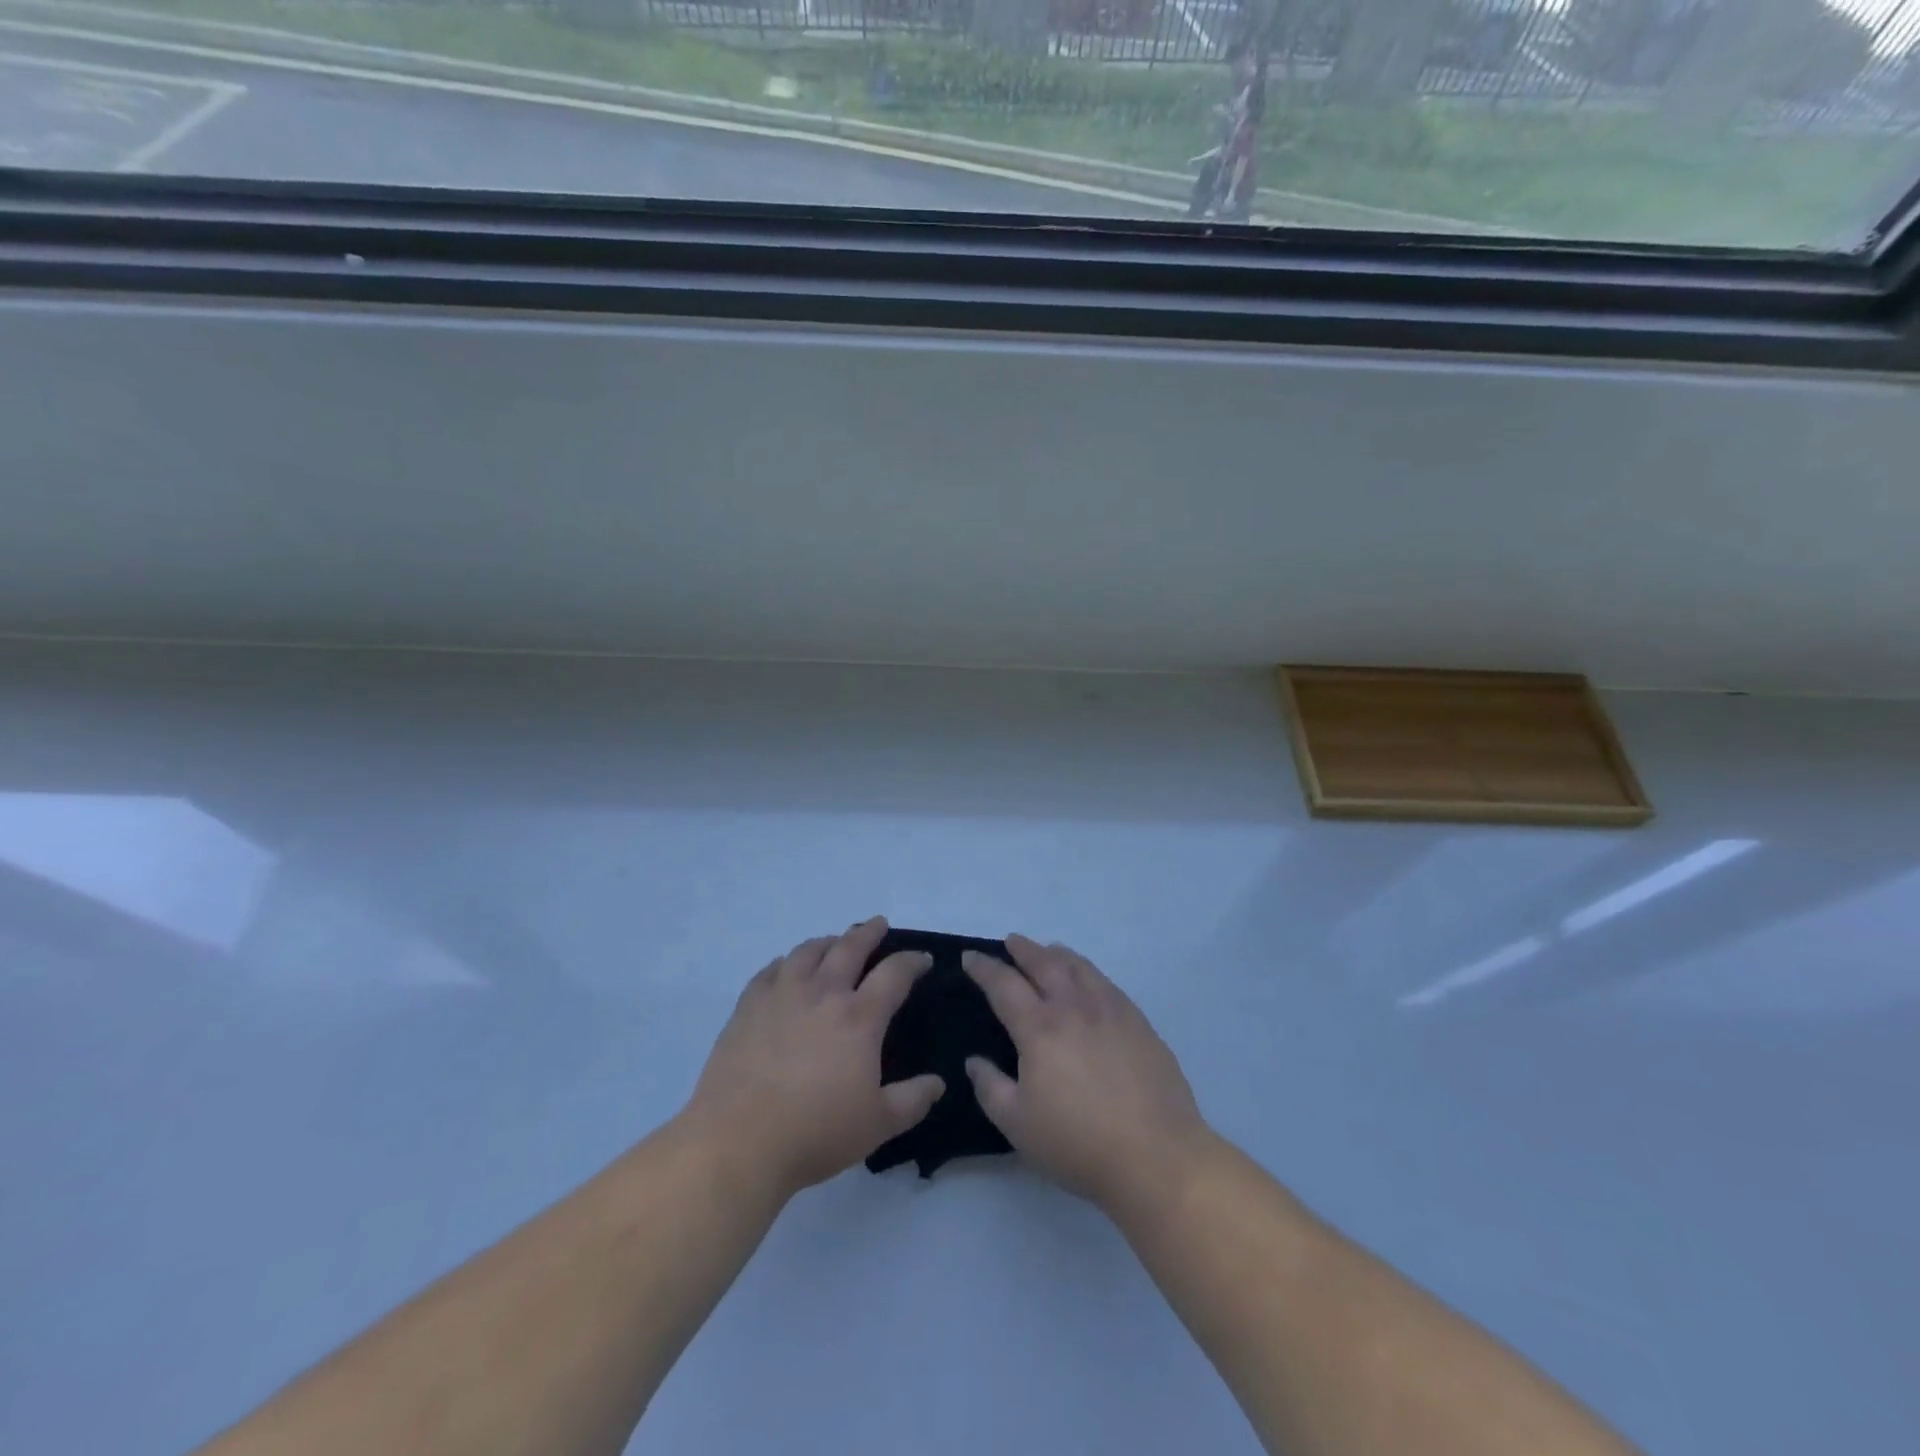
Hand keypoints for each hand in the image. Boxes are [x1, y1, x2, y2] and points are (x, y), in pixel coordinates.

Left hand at [684, 917, 944, 1200]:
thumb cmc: (816, 1133)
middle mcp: (823, 993)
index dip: (913, 961)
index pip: (895, 974)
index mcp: (859, 1017)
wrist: (739, 1141)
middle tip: (878, 924)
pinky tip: (786, 968)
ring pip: (808, 951)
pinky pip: (770, 970)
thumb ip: (912, 1100)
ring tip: (835, 942)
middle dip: (869, 932)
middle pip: (850, 947)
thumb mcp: (878, 1125)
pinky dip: (785, 962)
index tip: (923, 959)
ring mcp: (781, 995)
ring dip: (828, 941)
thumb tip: (938, 1082)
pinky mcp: (748, 1007)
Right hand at [963, 935, 1211, 1218]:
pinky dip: (1088, 972)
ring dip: (1057, 954)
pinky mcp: (1138, 1022)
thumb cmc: (1078, 1143)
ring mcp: (1111, 1010)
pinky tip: (1088, 981)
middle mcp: (1073, 1007)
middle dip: (1023, 949)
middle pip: (1044, 963)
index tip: (970, 956)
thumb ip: (990, 1087)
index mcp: (1039, 1028)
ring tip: (1048, 951)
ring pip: (1079, 967)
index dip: (984, 968)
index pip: (1004, 984)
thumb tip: (974, 1061)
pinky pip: (1106, 983)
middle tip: (1011, 942)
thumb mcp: (1017, 1124)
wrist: (1156, 1155)